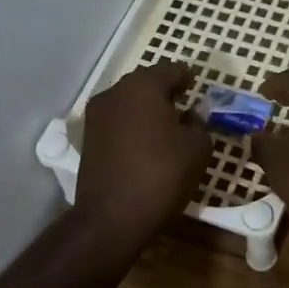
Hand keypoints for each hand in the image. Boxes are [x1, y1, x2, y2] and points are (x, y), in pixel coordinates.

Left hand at [73, 61, 212, 247]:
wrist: (112, 217)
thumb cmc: (161, 175)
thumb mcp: (197, 148)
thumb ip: (200, 123)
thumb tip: (193, 114)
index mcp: (143, 86)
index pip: (171, 69)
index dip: (188, 77)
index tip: (198, 87)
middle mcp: (115, 93)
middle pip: (146, 83)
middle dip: (165, 92)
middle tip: (185, 106)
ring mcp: (97, 116)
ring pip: (129, 102)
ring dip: (147, 109)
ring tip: (167, 127)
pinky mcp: (88, 139)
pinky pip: (117, 122)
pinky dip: (133, 126)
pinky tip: (147, 144)